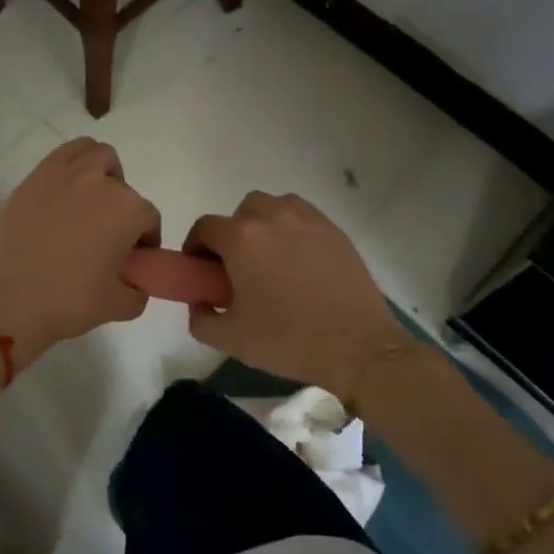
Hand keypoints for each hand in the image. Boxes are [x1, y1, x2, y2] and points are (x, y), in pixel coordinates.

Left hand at [0, 138, 160, 364]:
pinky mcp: (33, 178)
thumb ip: (139, 290)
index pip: (149, 219)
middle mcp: (100, 182)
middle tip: (107, 234)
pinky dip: (70, 167)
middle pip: (123, 186)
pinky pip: (61, 156)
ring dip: (100, 173)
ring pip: (94, 154)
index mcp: (128, 210)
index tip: (133, 259)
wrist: (11, 299)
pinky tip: (62, 196)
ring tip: (88, 203)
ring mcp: (64, 175)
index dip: (145, 241)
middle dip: (121, 208)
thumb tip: (136, 282)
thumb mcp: (120, 306)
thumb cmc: (70, 301)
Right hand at [184, 192, 404, 396]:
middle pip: (241, 212)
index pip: (205, 227)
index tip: (201, 270)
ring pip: (274, 207)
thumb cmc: (287, 340)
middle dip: (232, 234)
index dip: (196, 247)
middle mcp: (272, 217)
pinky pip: (303, 216)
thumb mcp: (230, 339)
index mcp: (241, 239)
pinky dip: (292, 228)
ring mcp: (307, 220)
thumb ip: (201, 319)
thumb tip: (200, 302)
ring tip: (269, 259)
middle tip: (237, 267)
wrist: (357, 346)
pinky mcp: (334, 231)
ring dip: (263, 225)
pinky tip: (298, 259)